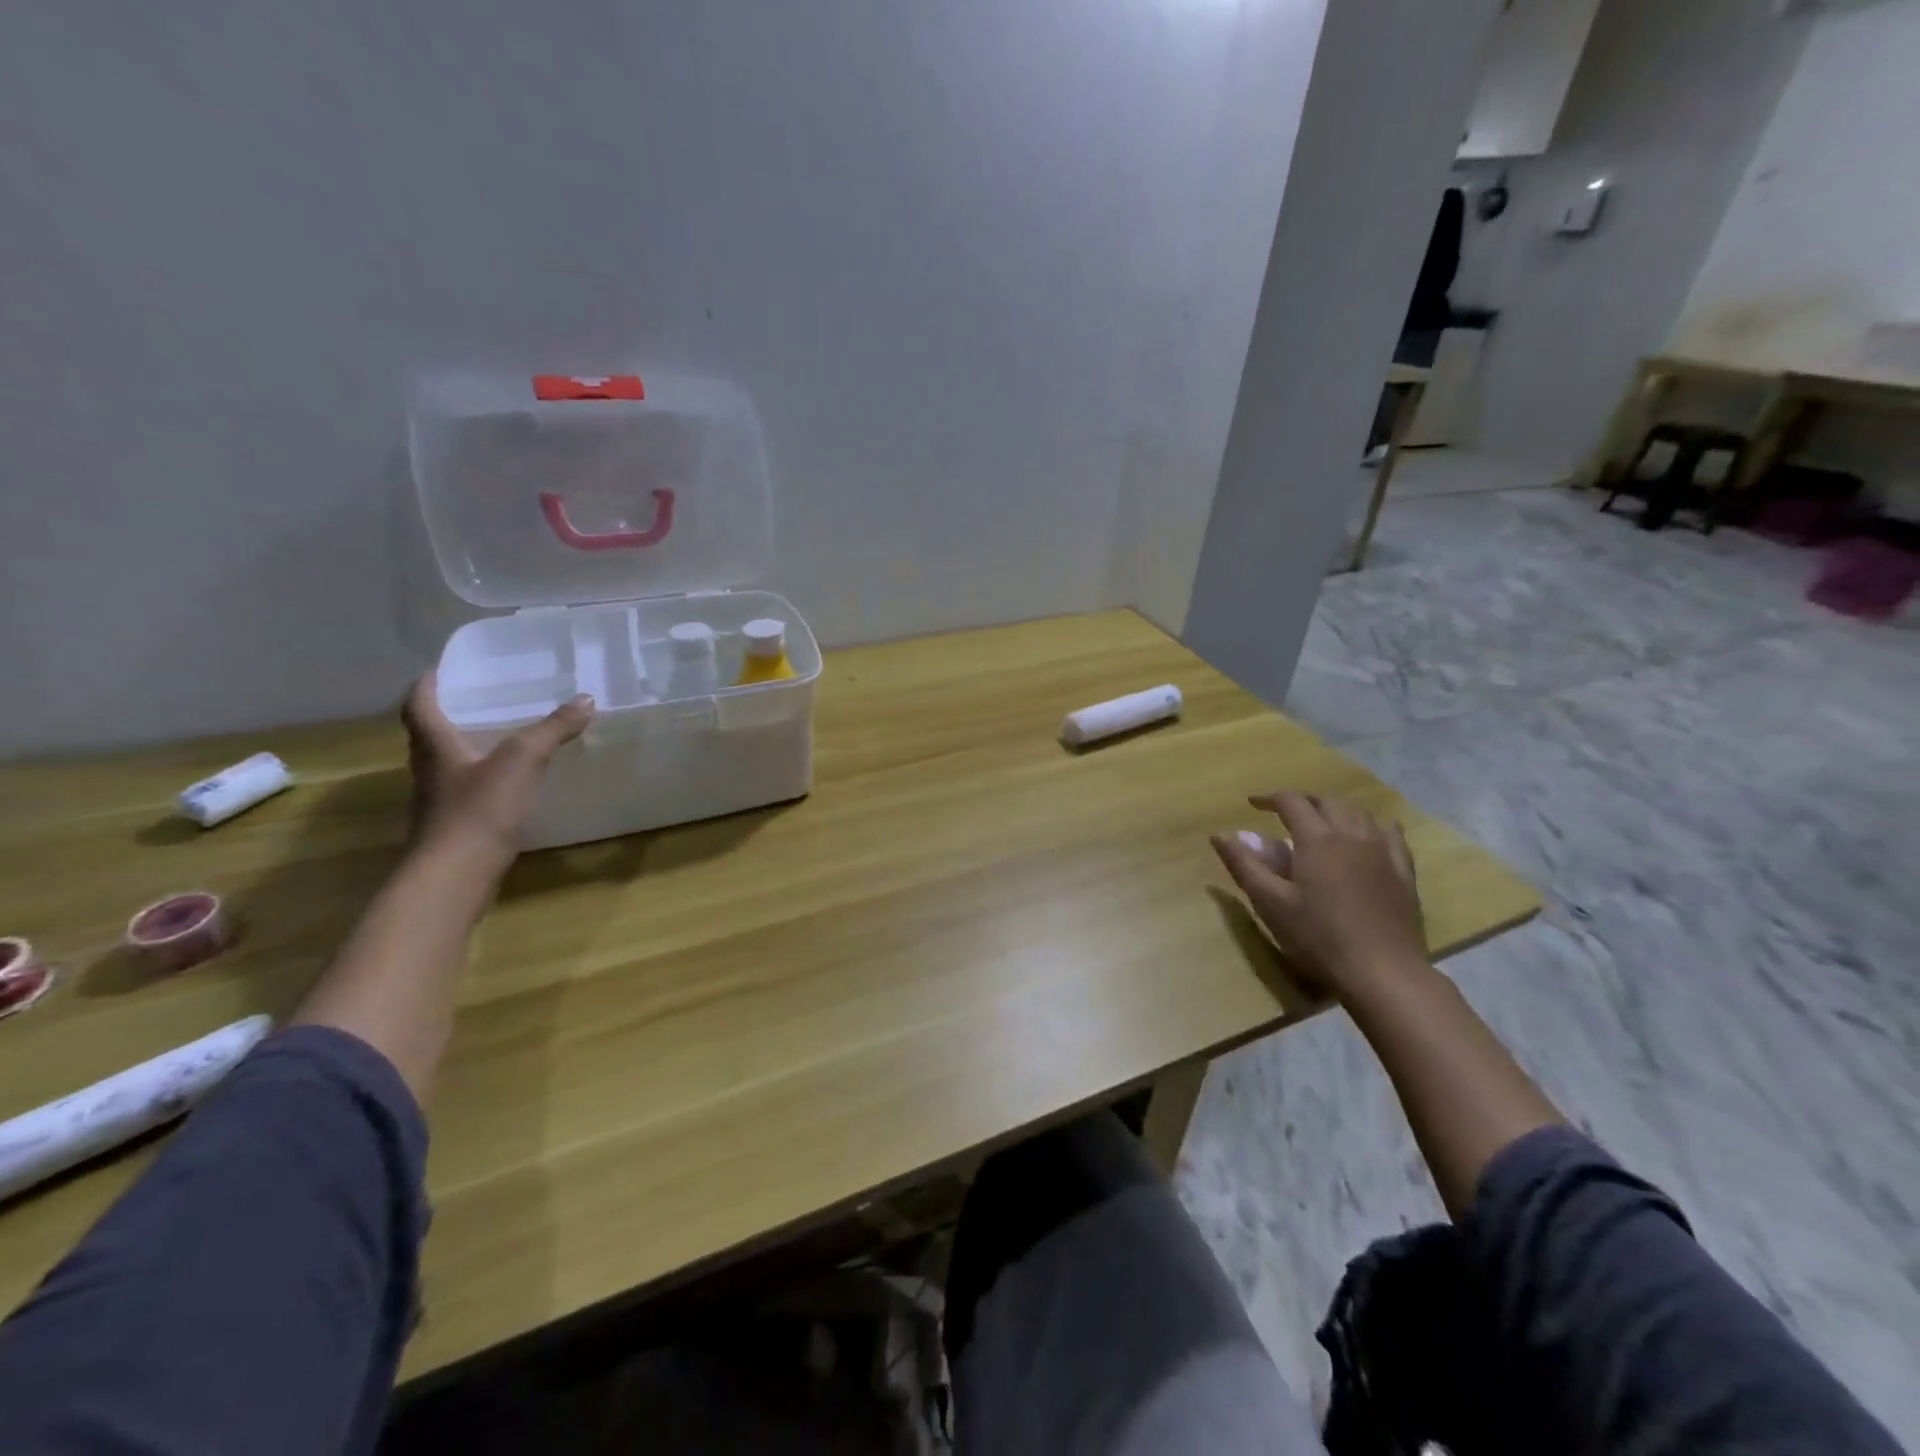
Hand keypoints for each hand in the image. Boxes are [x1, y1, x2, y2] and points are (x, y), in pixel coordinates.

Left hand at [401, 674, 594, 870]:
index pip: (419, 707)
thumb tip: (586, 699)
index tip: (437, 671)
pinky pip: (464, 795)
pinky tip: (508, 787)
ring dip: (464, 751)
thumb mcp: (522, 761)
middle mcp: (429, 772)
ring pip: (446, 767)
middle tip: (477, 702)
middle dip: (449, 717)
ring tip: (498, 740)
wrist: (455, 877)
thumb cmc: (479, 810)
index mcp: (436, 748)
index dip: (425, 687)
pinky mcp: (454, 830)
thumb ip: (552, 730)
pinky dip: (481, 783)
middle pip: (429, 737)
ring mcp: (438, 804)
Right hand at [1211, 791, 1426, 997]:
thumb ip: (1244, 865)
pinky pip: (1391, 834)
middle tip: (1285, 813)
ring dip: (1335, 809)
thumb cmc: (1317, 937)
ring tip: (1322, 822)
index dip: (1269, 798)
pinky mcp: (1403, 872)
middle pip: (1327, 801)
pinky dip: (1373, 825)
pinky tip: (1369, 834)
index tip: (1252, 804)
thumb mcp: (1270, 902)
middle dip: (1303, 800)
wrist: (1382, 971)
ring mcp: (1382, 851)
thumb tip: (1219, 835)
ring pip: (1359, 812)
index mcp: (1317, 839)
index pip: (1291, 802)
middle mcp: (1351, 834)